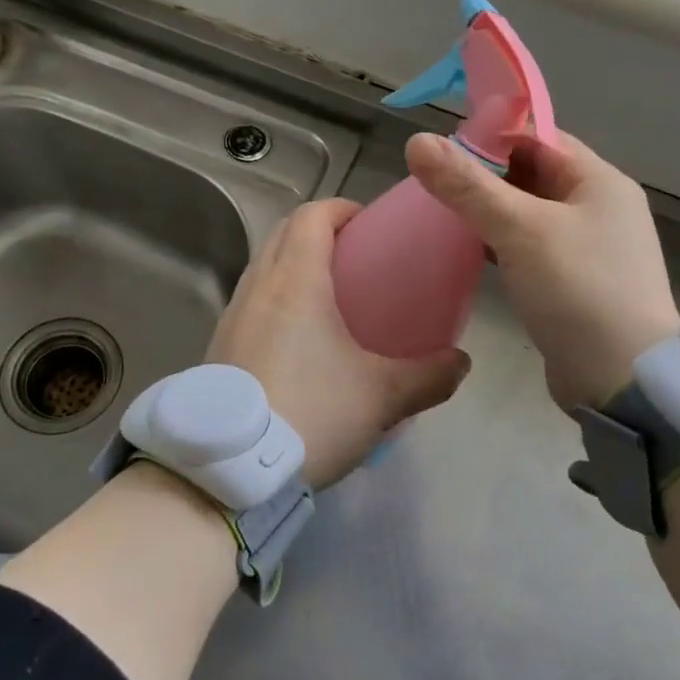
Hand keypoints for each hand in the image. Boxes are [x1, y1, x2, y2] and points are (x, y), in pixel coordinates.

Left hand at [207, 199, 470, 490]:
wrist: (229, 470)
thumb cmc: (311, 414)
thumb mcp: (381, 397)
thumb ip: (429, 376)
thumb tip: (461, 363)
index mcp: (296, 281)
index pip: (313, 215)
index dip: (342, 209)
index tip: (369, 224)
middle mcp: (258, 287)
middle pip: (284, 232)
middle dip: (319, 231)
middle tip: (356, 256)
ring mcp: (232, 315)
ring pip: (264, 266)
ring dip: (293, 262)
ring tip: (329, 295)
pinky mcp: (218, 345)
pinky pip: (250, 300)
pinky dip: (275, 296)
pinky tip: (297, 338)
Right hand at [405, 130, 679, 412]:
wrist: (625, 382)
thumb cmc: (578, 290)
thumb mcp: (520, 230)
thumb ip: (467, 185)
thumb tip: (417, 141)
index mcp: (599, 181)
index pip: (539, 137)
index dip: (491, 136)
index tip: (443, 149)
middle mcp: (598, 207)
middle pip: (532, 173)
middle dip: (484, 175)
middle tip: (434, 183)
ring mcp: (588, 246)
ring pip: (528, 212)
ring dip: (489, 210)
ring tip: (441, 213)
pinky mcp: (574, 281)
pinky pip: (530, 246)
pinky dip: (500, 241)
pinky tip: (468, 249)